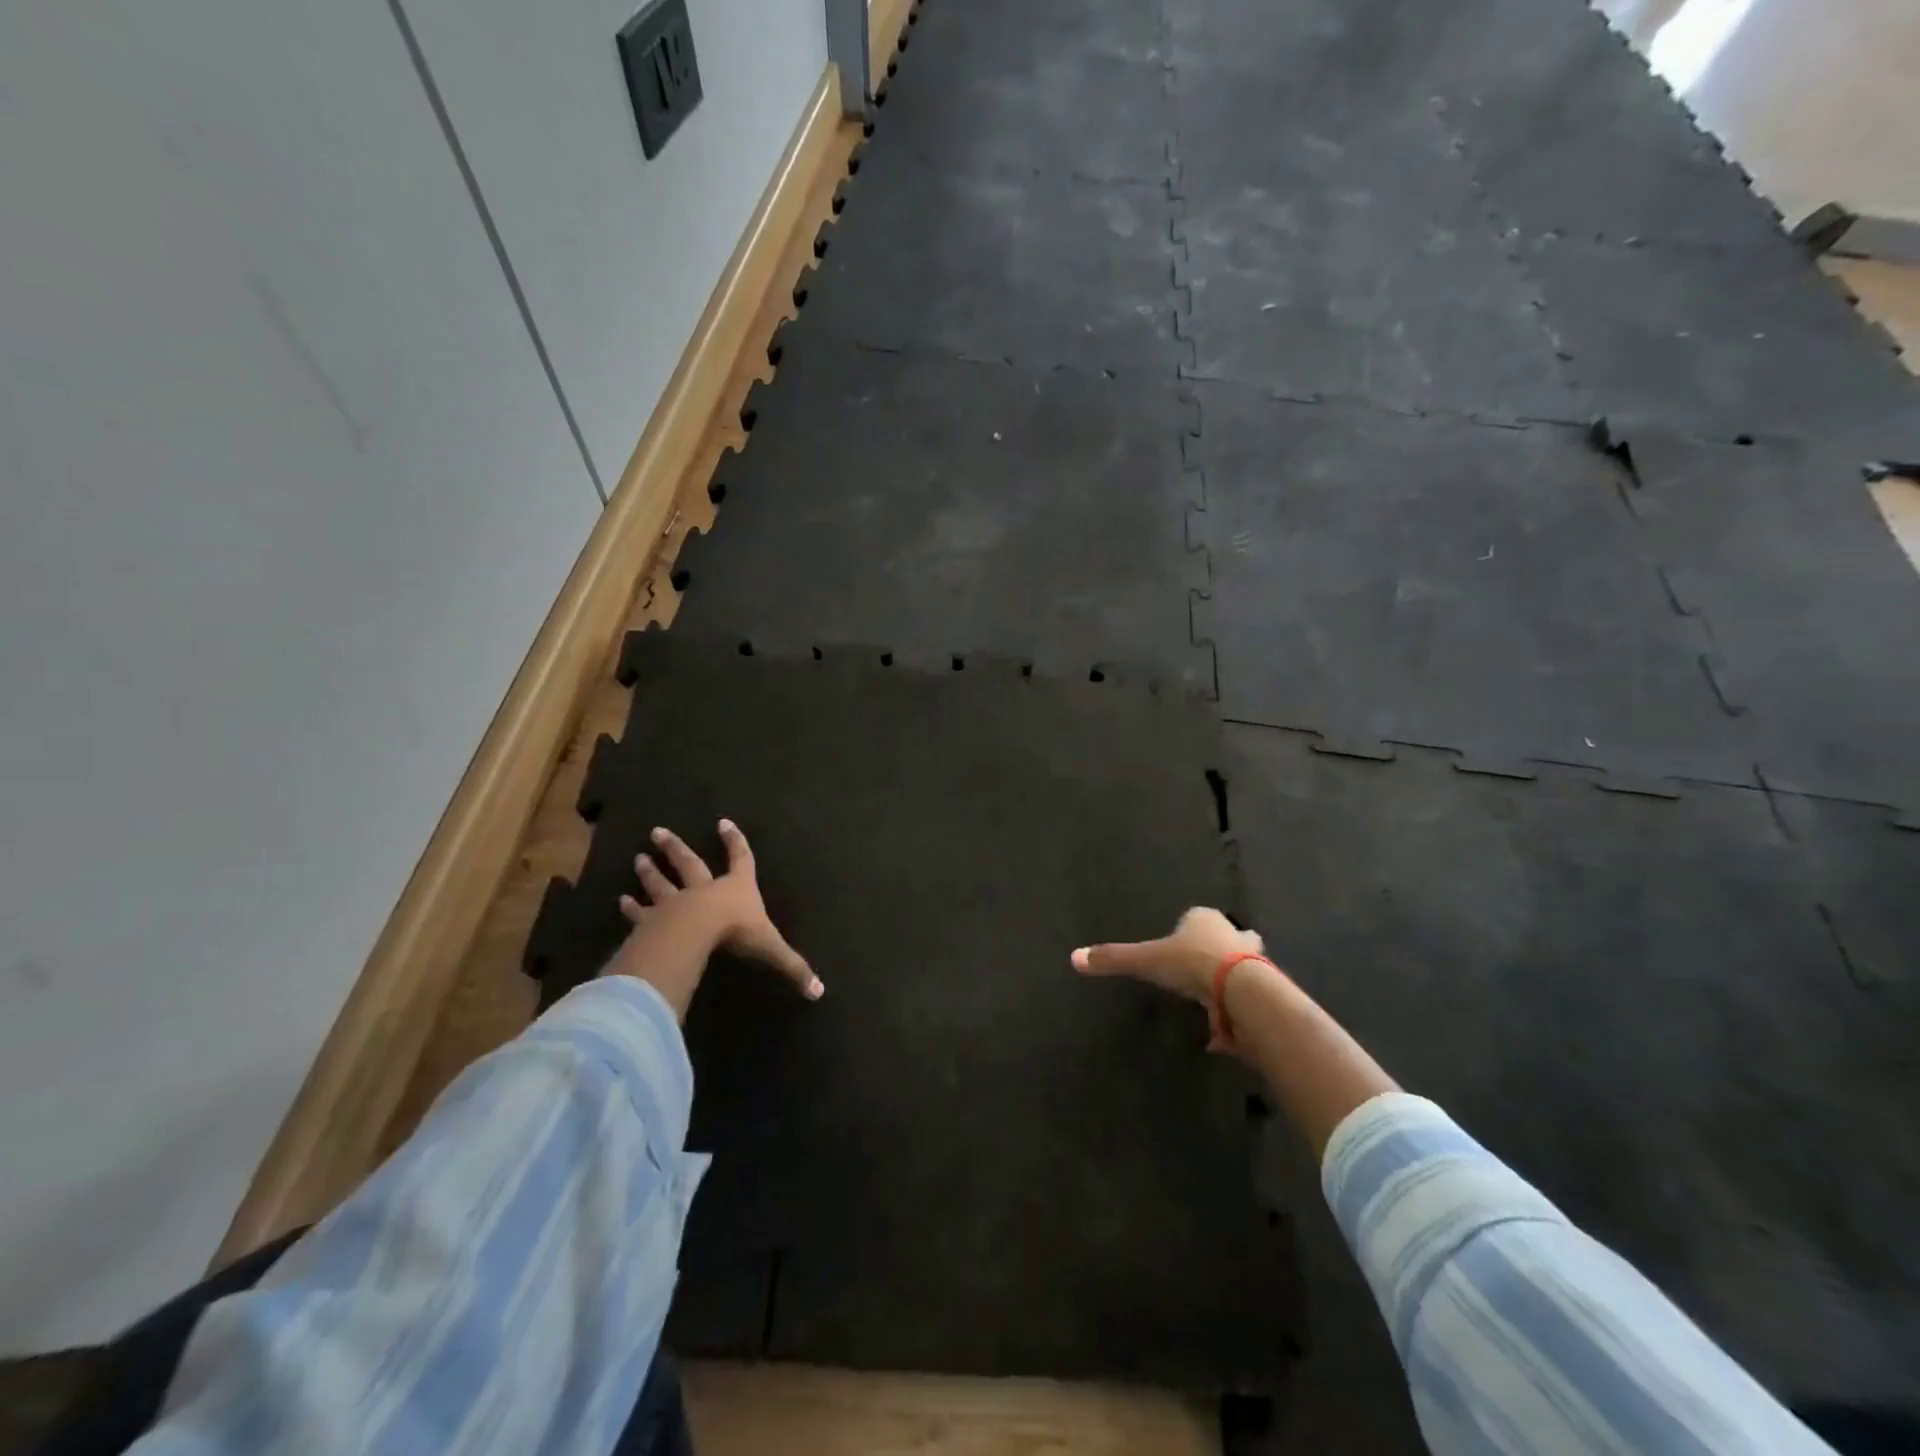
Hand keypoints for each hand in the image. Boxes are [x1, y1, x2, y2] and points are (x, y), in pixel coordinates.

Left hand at [613, 819, 822, 1000]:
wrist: (696, 932)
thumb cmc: (736, 931)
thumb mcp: (771, 948)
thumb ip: (793, 967)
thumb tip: (819, 992)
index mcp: (736, 888)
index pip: (740, 859)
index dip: (735, 842)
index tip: (723, 822)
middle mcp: (705, 889)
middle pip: (689, 864)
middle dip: (676, 849)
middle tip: (656, 832)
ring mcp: (676, 902)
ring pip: (662, 884)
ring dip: (651, 872)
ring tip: (637, 858)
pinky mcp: (654, 921)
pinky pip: (642, 913)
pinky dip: (632, 908)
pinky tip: (621, 901)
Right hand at [1071, 906, 1264, 1005]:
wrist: (1241, 989)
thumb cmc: (1191, 963)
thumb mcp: (1146, 960)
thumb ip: (1114, 959)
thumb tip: (1074, 957)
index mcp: (1203, 918)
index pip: (1192, 918)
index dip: (1184, 932)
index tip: (1174, 950)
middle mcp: (1231, 931)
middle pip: (1223, 937)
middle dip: (1216, 949)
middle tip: (1200, 968)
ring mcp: (1253, 957)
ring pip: (1242, 962)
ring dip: (1231, 976)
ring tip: (1214, 998)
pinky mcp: (1265, 986)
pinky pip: (1248, 994)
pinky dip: (1237, 1006)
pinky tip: (1224, 1024)